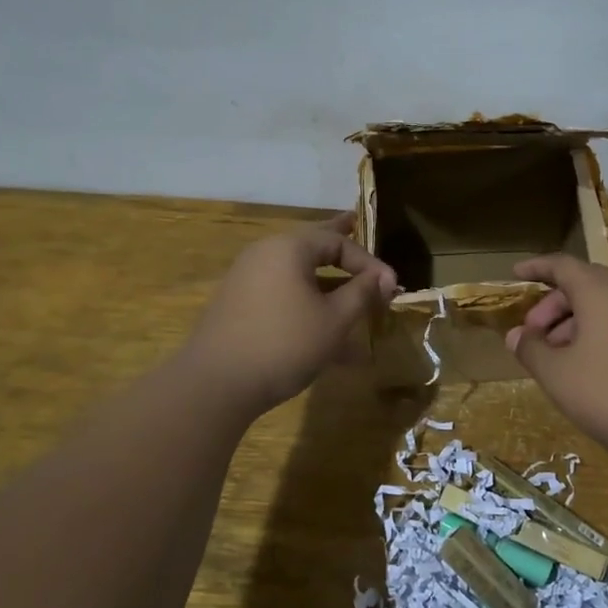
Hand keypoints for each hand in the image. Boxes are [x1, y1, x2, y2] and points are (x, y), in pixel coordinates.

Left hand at [180, 213, 397, 416]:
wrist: (216, 384)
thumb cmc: (285, 344)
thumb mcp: (334, 320)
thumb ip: (361, 292)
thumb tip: (383, 277)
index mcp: (288, 248)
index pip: (338, 242)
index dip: (369, 263)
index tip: (391, 287)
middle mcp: (264, 255)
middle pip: (311, 246)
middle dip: (338, 245)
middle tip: (354, 223)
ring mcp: (247, 280)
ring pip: (297, 274)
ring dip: (326, 283)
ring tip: (346, 286)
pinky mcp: (238, 307)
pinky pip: (282, 294)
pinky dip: (305, 302)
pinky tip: (321, 326)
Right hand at [505, 255, 607, 475]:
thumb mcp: (558, 375)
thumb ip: (531, 350)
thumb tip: (515, 335)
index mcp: (600, 291)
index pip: (562, 265)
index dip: (537, 268)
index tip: (515, 274)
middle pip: (585, 285)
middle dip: (553, 305)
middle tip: (533, 334)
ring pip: (606, 308)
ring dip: (575, 324)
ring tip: (558, 358)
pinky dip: (600, 336)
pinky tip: (591, 371)